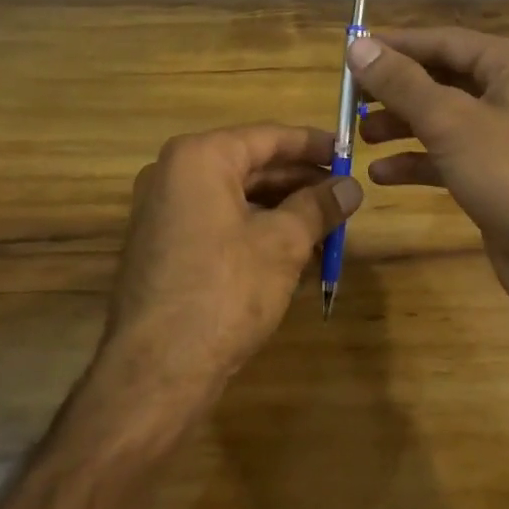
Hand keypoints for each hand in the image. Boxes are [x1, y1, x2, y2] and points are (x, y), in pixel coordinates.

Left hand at [104, 123, 361, 400]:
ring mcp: (164, 211)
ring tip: (329, 228)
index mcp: (199, 157)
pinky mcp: (164, 245)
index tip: (349, 153)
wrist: (157, 371)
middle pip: (252, 165)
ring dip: (283, 210)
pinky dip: (257, 230)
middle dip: (301, 182)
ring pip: (237, 197)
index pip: (268, 137)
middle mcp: (174, 174)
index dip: (314, 145)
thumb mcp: (283, 244)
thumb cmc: (225, 291)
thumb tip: (352, 186)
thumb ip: (319, 206)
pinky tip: (295, 252)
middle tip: (345, 196)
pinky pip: (220, 222)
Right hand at [347, 28, 508, 328]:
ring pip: (443, 117)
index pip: (444, 40)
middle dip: (395, 89)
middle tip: (350, 98)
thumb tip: (357, 45)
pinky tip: (382, 174)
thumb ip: (401, 82)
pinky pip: (450, 154)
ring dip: (402, 125)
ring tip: (361, 135)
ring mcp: (508, 134)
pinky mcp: (498, 173)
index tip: (350, 51)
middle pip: (442, 77)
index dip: (396, 45)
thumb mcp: (450, 122)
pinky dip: (418, 160)